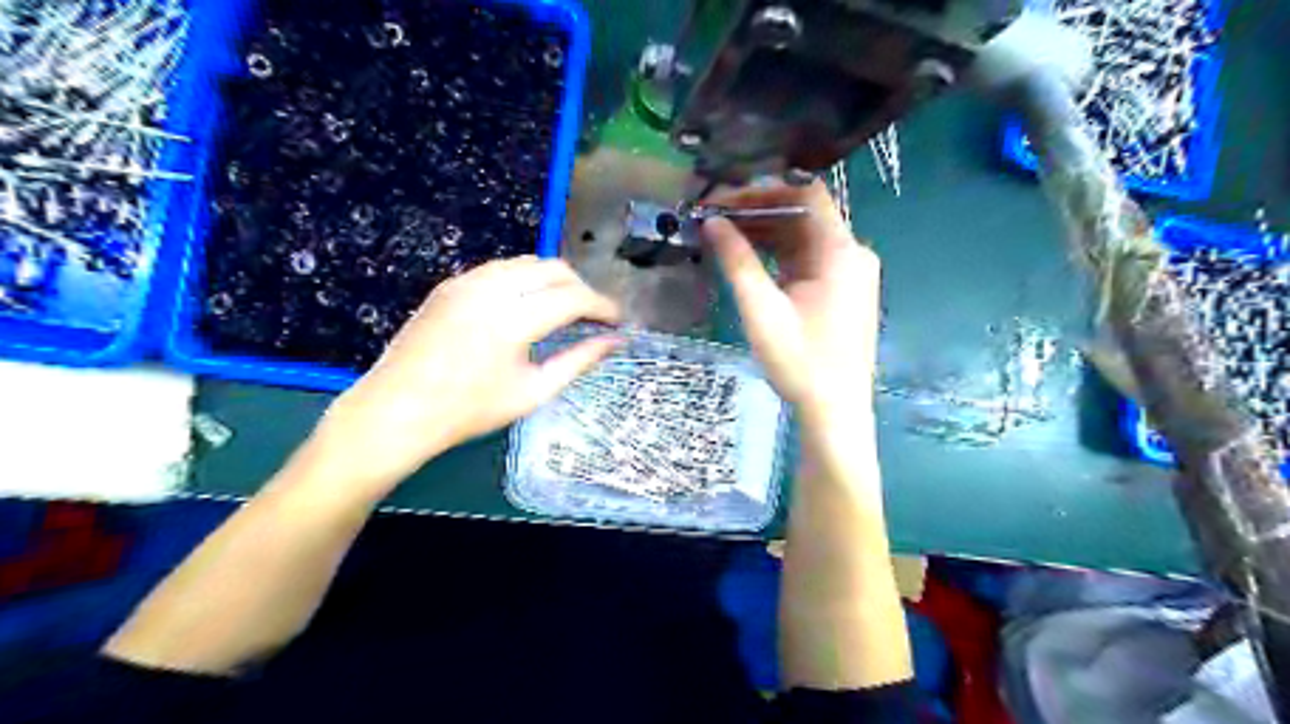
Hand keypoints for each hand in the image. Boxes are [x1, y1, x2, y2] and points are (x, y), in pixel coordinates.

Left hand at [306, 256, 621, 493]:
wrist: (397, 410)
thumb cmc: (469, 411)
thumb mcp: (533, 391)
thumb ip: (579, 361)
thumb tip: (615, 342)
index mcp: (512, 320)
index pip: (573, 298)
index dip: (603, 306)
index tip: (618, 320)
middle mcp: (490, 289)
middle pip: (553, 269)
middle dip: (581, 288)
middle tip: (594, 316)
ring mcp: (465, 281)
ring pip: (526, 263)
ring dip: (554, 280)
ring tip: (564, 309)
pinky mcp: (450, 284)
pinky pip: (500, 269)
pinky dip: (525, 280)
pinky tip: (527, 305)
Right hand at [702, 181, 882, 415]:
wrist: (835, 410)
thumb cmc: (800, 361)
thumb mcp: (762, 309)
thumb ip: (738, 261)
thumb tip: (712, 222)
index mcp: (840, 251)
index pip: (805, 194)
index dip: (763, 190)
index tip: (724, 199)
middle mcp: (851, 253)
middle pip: (804, 214)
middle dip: (759, 211)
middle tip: (715, 218)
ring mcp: (849, 273)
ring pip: (804, 237)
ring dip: (766, 233)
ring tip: (723, 236)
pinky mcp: (841, 290)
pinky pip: (808, 259)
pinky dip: (779, 254)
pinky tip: (749, 259)